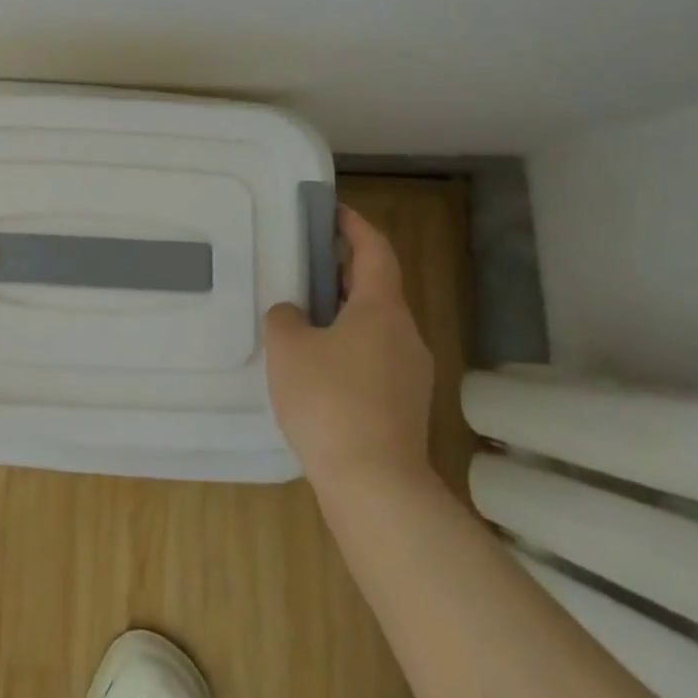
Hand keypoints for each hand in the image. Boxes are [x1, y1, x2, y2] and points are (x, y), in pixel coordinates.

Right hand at [264, 206, 434, 491]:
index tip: (331, 211)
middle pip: (377, 287)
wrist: (376, 486)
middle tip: (305, 262)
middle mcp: (405, 334)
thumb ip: (286, 317)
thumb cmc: (329, 401)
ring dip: (343, 312)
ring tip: (303, 316)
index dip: (355, 225)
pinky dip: (348, 346)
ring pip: (375, 325)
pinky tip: (317, 366)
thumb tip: (295, 315)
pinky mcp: (405, 406)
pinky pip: (374, 358)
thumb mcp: (288, 347)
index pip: (375, 250)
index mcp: (382, 309)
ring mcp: (410, 373)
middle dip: (343, 270)